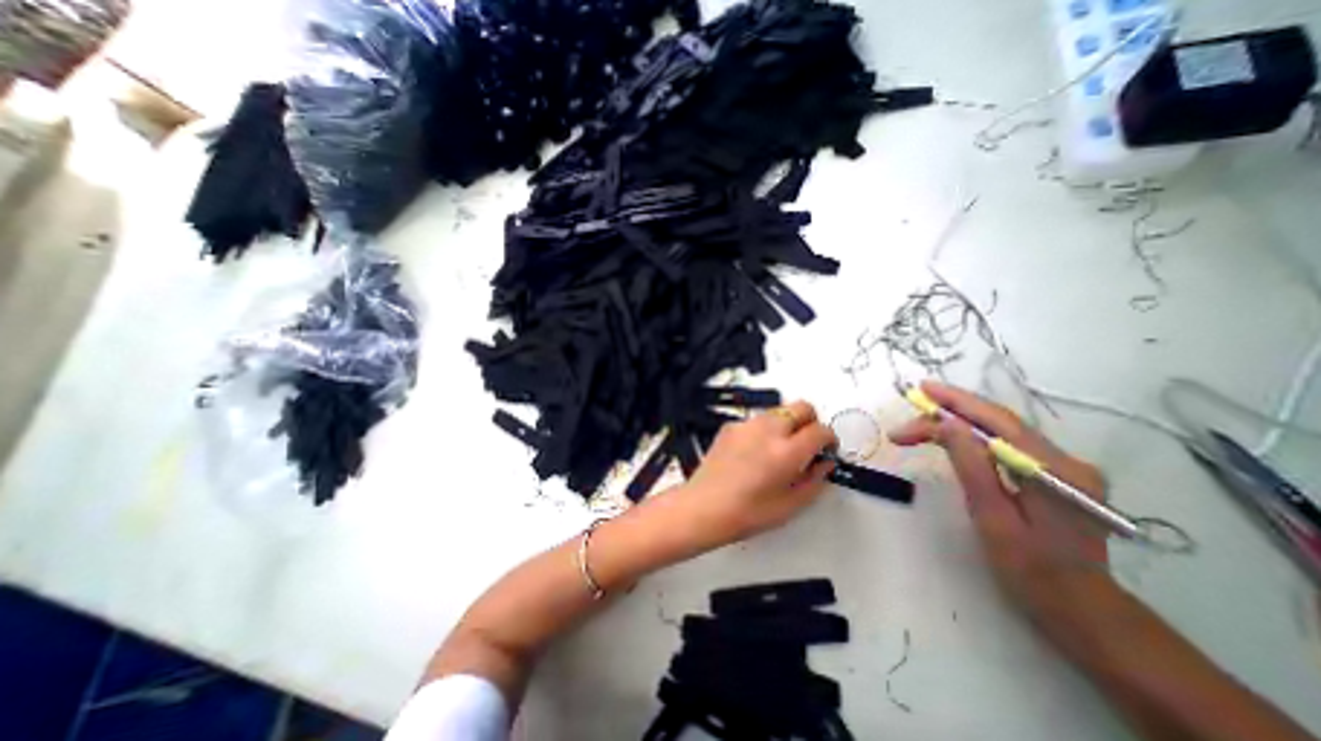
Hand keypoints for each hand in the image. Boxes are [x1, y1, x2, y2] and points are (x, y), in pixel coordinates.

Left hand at [676, 406, 838, 554]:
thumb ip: (815, 480)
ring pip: (778, 411)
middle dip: (811, 422)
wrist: (704, 506)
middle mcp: (768, 429)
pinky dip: (763, 429)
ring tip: (778, 449)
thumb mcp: (791, 505)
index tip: (826, 449)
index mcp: (787, 451)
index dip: (829, 439)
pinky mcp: (730, 426)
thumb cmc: (748, 513)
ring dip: (787, 424)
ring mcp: (747, 424)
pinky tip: (754, 452)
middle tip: (806, 444)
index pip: (821, 430)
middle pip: (802, 407)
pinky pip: (756, 420)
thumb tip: (825, 463)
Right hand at [887, 382, 1111, 631]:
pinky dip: (971, 436)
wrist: (1078, 606)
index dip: (956, 402)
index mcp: (1055, 472)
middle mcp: (1066, 460)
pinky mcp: (1052, 472)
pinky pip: (1004, 443)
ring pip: (999, 430)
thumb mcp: (993, 517)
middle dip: (948, 414)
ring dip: (955, 424)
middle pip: (998, 422)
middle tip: (906, 423)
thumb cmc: (1030, 569)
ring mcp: (1062, 465)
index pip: (999, 422)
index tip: (919, 392)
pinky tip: (949, 437)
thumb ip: (972, 466)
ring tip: (917, 430)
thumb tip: (948, 424)